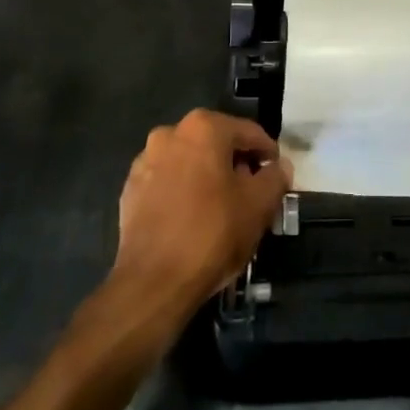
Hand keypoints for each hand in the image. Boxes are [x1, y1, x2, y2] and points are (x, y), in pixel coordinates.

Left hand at [113, 109, 290, 315]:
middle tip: (253, 192)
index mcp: (204, 128)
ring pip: (190, 161)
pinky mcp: (130, 189)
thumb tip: (279, 167)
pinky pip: (168, 182)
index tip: (277, 175)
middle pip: (216, 143)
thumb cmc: (213, 233)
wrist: (153, 281)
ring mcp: (145, 161)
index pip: (249, 133)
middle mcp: (170, 134)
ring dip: (209, 176)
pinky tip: (194, 217)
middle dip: (237, 164)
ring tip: (223, 207)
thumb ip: (275, 177)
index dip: (268, 154)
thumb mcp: (259, 205)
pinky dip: (183, 191)